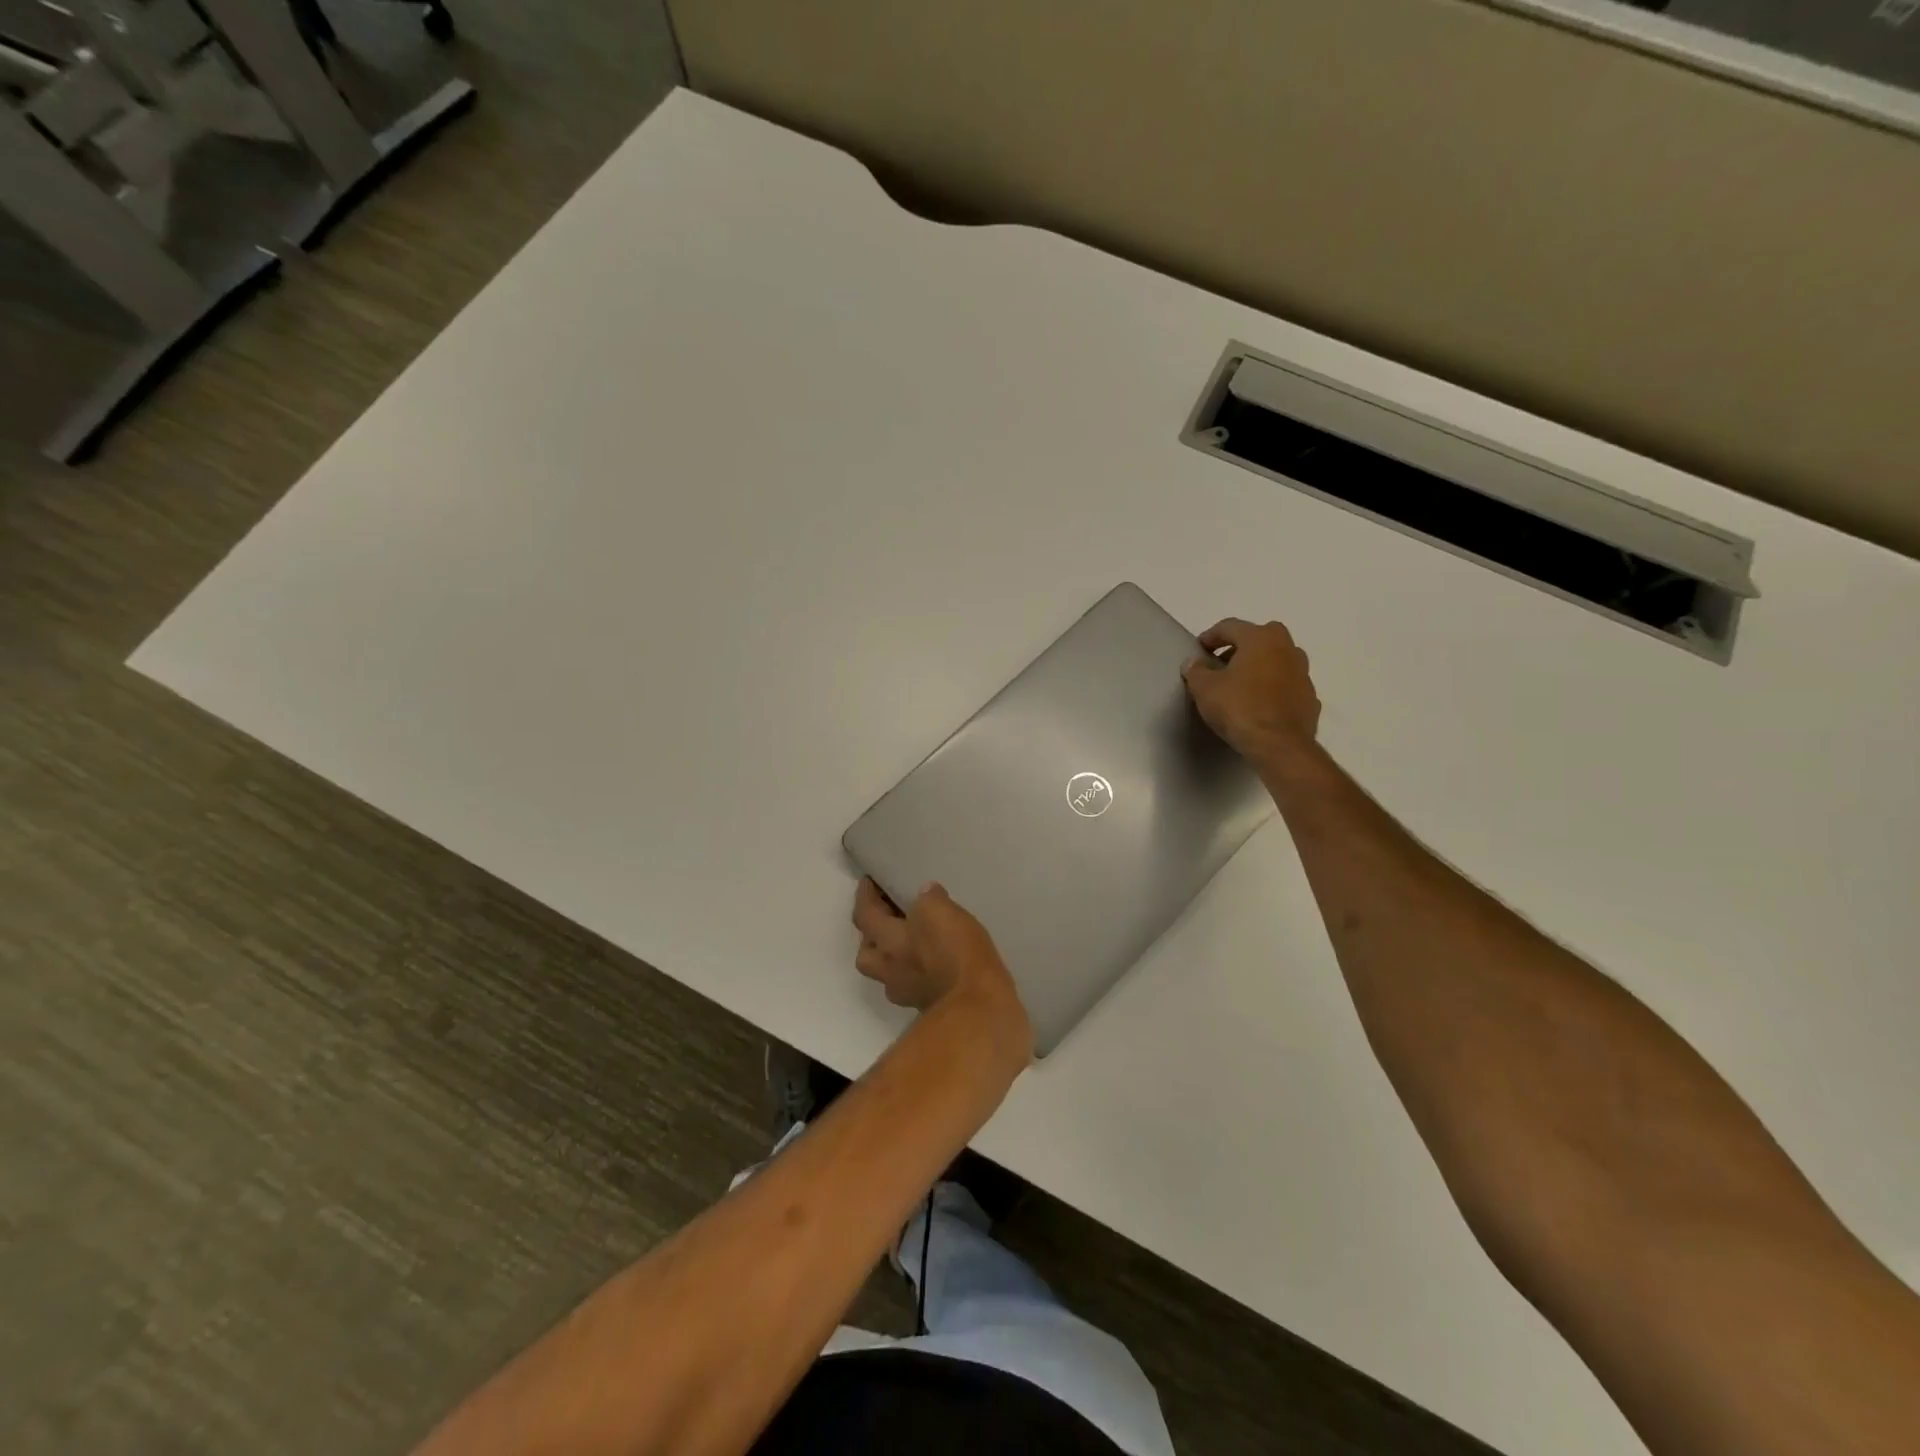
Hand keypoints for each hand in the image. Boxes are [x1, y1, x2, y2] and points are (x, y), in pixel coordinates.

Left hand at [851, 879, 1031, 1058]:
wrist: (978, 1007)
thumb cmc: (955, 953)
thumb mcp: (942, 911)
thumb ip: (929, 900)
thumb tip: (925, 895)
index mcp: (888, 941)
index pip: (865, 915)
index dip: (864, 896)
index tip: (867, 882)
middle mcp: (890, 969)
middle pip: (866, 953)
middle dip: (870, 935)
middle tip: (886, 918)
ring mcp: (907, 992)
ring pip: (887, 972)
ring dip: (892, 957)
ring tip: (911, 942)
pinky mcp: (928, 1007)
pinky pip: (913, 984)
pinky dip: (918, 971)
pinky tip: (935, 962)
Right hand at [1182, 617, 1321, 771]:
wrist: (1279, 745)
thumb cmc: (1239, 708)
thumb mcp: (1205, 689)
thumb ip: (1196, 671)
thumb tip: (1193, 662)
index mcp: (1261, 638)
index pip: (1231, 626)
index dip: (1211, 636)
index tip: (1199, 649)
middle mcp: (1287, 648)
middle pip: (1260, 638)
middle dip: (1240, 647)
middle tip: (1222, 663)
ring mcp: (1303, 673)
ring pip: (1277, 660)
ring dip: (1260, 666)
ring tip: (1241, 684)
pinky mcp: (1310, 698)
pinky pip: (1287, 685)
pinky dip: (1273, 688)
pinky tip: (1259, 704)